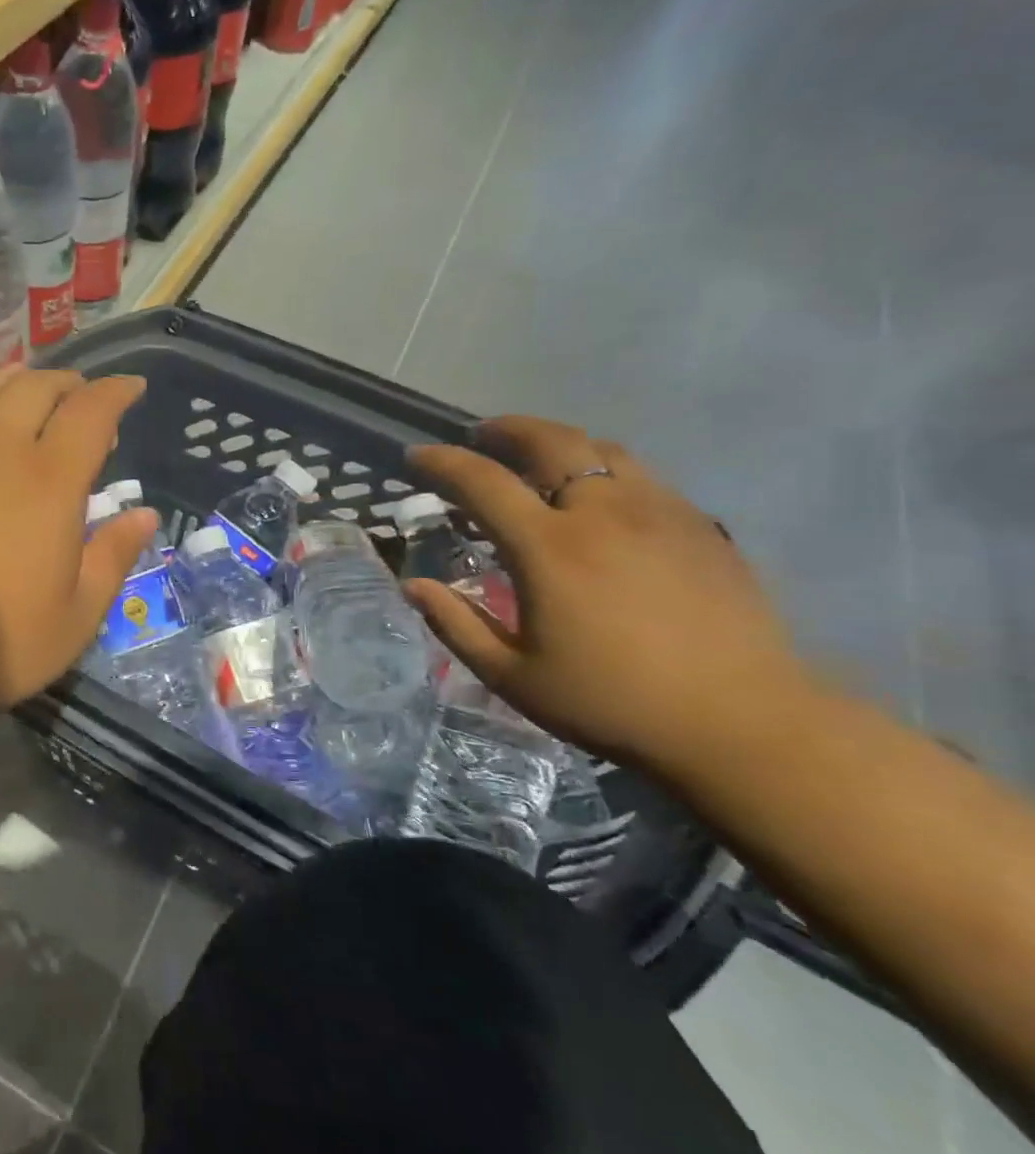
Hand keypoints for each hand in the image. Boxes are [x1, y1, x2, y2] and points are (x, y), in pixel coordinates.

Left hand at [0, 368, 155, 735]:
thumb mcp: (74, 617)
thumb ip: (112, 557)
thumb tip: (144, 515)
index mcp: (48, 480)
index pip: (92, 412)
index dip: (117, 392)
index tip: (131, 386)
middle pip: (35, 388)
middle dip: (66, 382)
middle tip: (78, 393)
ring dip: (13, 383)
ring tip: (24, 390)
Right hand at [404, 416, 817, 772]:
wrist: (739, 724)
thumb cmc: (610, 702)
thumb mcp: (512, 676)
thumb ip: (456, 624)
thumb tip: (414, 586)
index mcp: (548, 548)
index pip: (482, 481)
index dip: (443, 462)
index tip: (417, 455)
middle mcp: (603, 513)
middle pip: (551, 441)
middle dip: (507, 429)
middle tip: (481, 435)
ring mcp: (659, 513)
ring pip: (603, 450)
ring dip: (559, 443)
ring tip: (538, 459)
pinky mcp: (701, 527)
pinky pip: (643, 476)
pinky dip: (605, 470)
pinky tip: (600, 499)